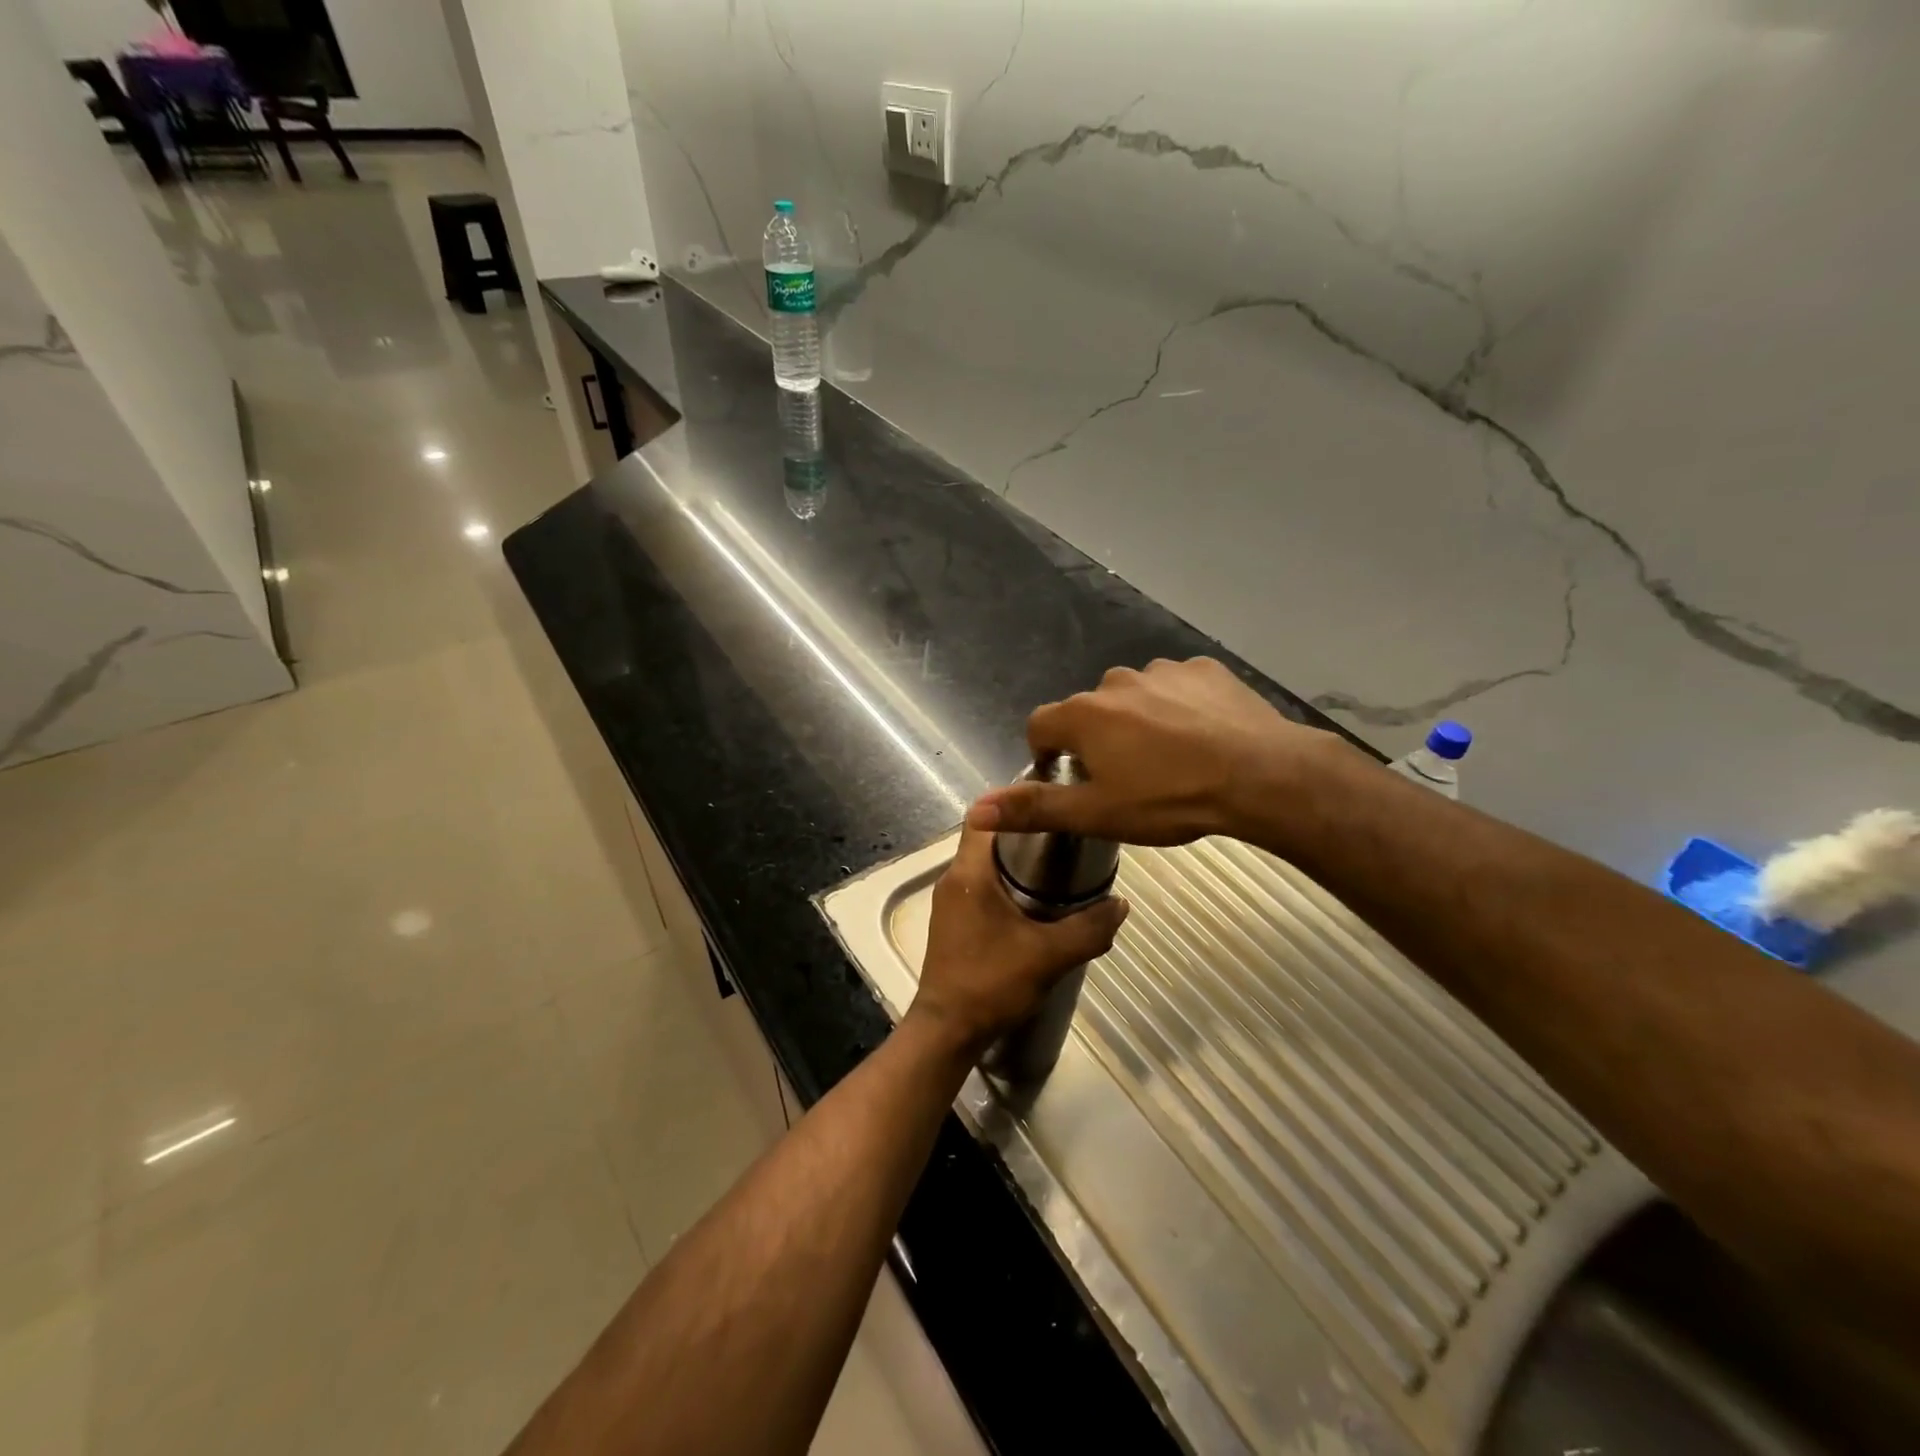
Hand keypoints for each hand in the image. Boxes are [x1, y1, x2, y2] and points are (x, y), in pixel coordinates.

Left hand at [907, 824, 1128, 1060]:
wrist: (947, 1031)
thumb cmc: (991, 983)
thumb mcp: (1048, 956)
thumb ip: (1088, 929)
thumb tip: (1121, 905)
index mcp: (969, 873)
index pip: (984, 816)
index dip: (1014, 803)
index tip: (1050, 802)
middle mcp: (954, 878)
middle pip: (989, 838)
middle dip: (1025, 833)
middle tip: (1066, 834)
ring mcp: (951, 900)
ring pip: (985, 864)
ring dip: (1017, 861)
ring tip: (1060, 864)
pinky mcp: (954, 920)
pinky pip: (982, 886)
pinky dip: (1007, 883)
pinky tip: (1037, 901)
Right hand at [967, 657, 1346, 846]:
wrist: (1259, 776)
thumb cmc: (1169, 799)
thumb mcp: (1096, 814)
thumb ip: (1033, 808)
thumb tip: (975, 810)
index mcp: (1084, 715)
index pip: (1040, 725)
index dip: (1048, 754)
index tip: (1071, 779)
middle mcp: (1115, 682)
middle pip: (1089, 711)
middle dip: (1097, 740)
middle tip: (1126, 778)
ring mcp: (1162, 671)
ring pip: (1133, 698)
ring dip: (1138, 722)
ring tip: (1169, 758)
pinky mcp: (1204, 669)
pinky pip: (1176, 687)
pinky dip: (1178, 707)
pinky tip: (1201, 736)